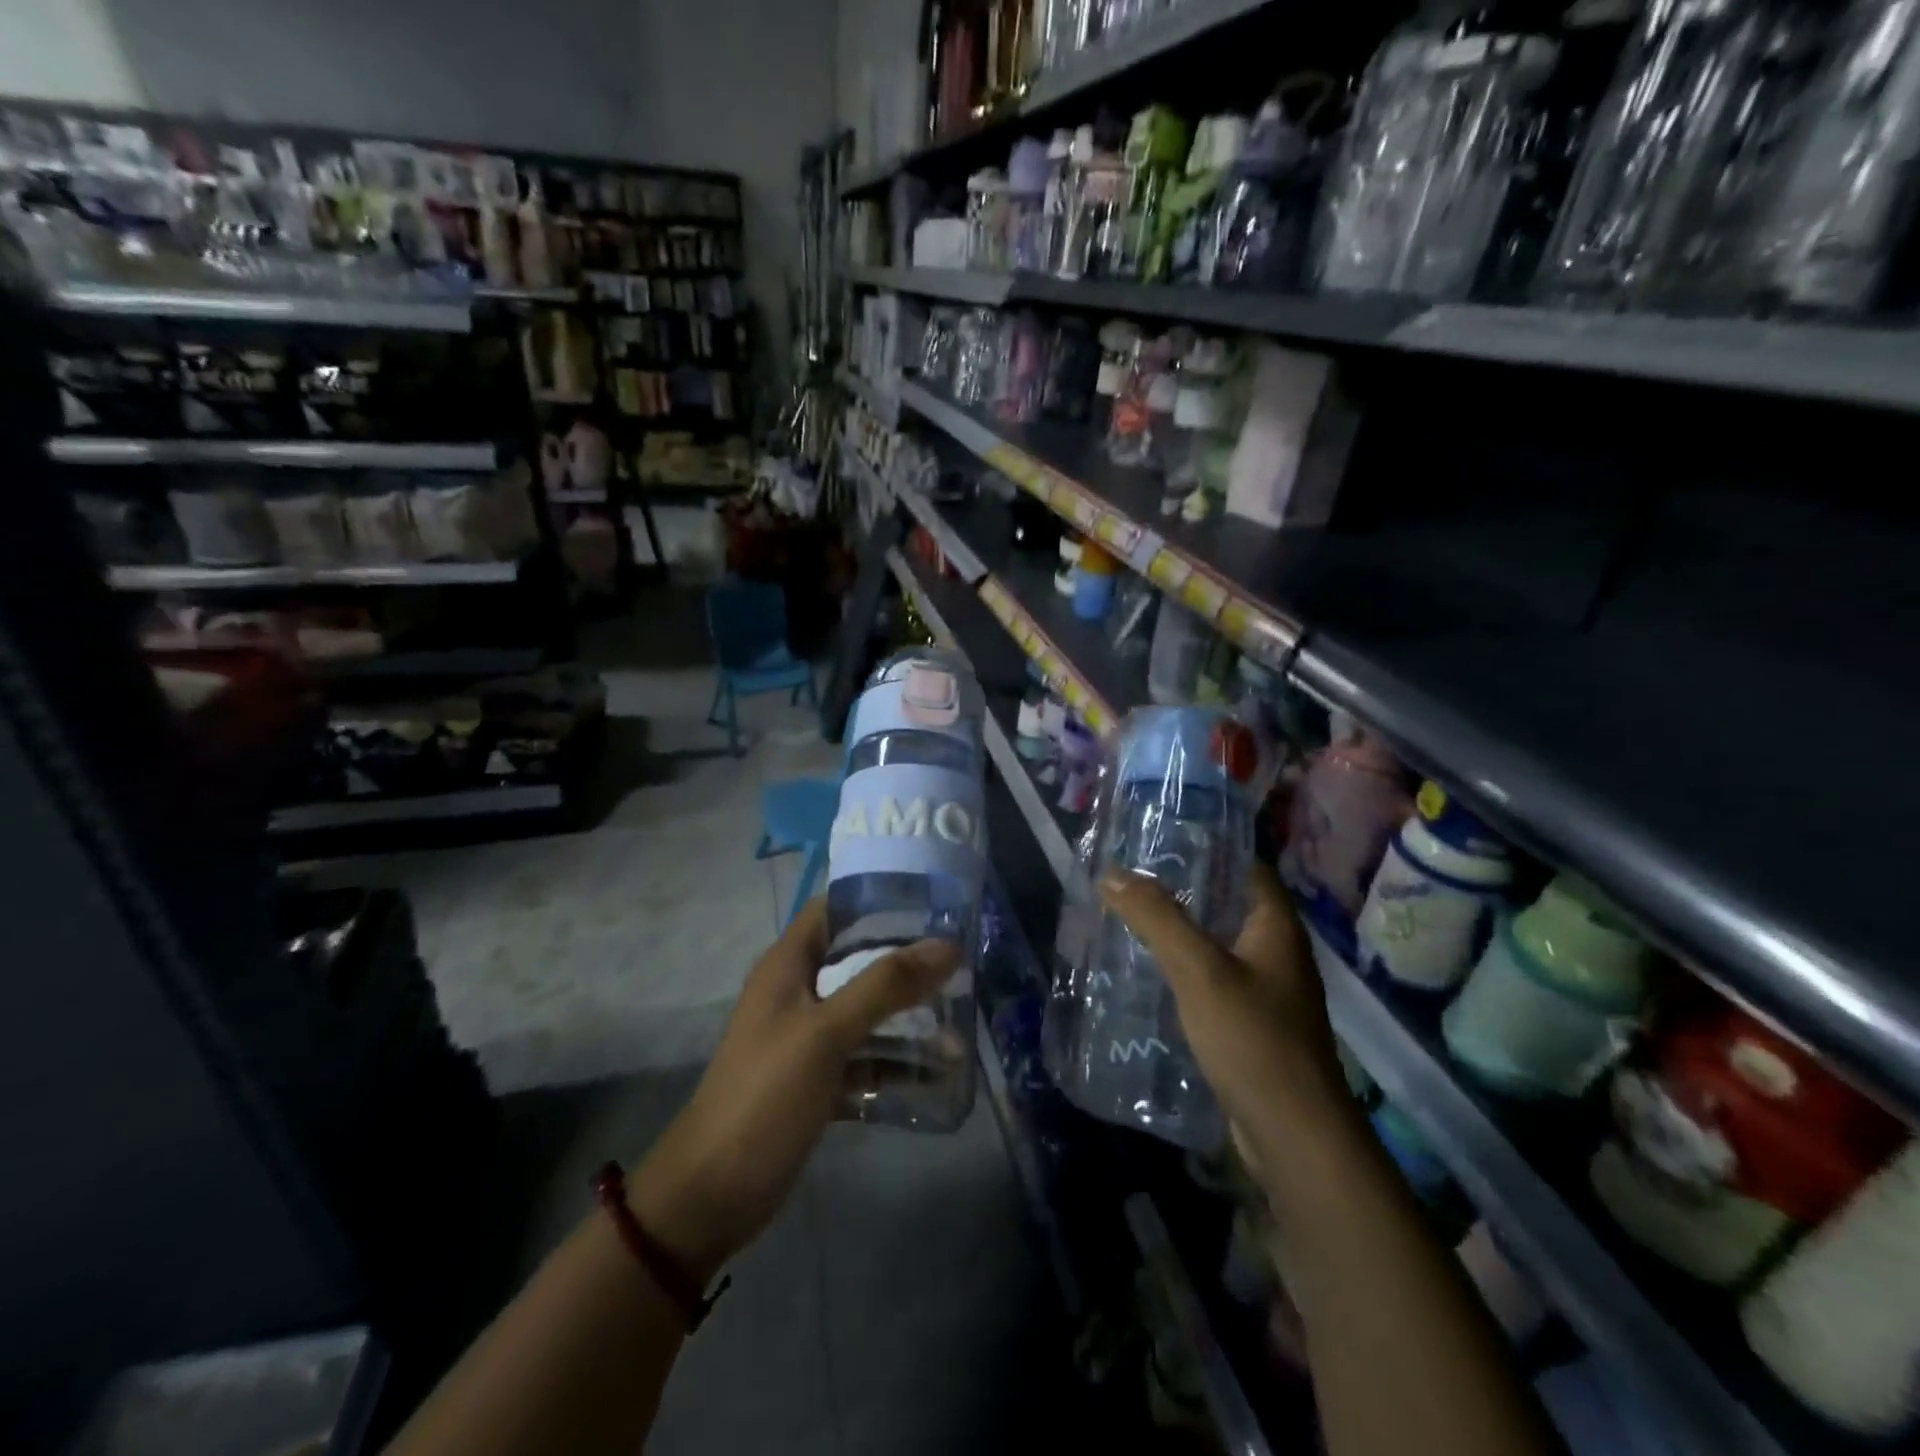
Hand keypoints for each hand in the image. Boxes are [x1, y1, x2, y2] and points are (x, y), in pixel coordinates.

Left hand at [628, 899, 958, 1286]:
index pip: (833, 909)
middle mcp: (797, 993)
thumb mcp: (827, 1032)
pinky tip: (939, 1074)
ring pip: (866, 1012)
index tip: (931, 901)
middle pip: (857, 960)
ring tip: (960, 1020)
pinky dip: (896, 1063)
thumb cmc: (765, 1094)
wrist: (712, 1194)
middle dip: (906, 960)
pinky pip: (865, 1059)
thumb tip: (946, 945)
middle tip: (959, 959)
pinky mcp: (817, 1080)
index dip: (877, 898)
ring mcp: (807, 1039)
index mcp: (788, 965)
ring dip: (908, 1016)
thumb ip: (885, 985)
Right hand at [1098, 862, 1347, 1145]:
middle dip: (1186, 891)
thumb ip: (1156, 918)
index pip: (1247, 867)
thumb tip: (1113, 873)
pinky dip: (1187, 971)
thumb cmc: (1253, 1038)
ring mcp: (1269, 993)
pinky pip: (1217, 983)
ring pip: (1221, 946)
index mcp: (1276, 927)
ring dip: (1184, 933)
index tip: (1163, 840)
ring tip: (1133, 920)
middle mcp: (1278, 953)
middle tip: (1134, 879)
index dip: (1210, 848)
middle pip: (1231, 905)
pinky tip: (1152, 975)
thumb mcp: (1198, 970)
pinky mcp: (1254, 1026)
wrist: (1294, 1136)